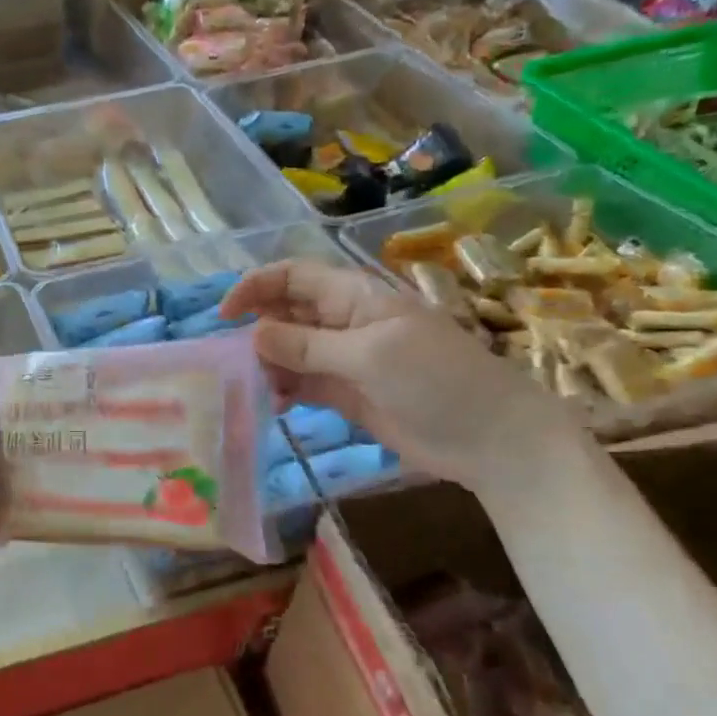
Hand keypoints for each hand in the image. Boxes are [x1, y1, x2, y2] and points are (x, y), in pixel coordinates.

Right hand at [221, 259, 588, 491]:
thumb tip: (252, 333)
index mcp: (354, 297)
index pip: (293, 276)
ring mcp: (343, 359)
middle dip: (259, 331)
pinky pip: (301, 382)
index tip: (224, 315)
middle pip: (285, 312)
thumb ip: (307, 345)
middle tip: (243, 363)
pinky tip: (279, 406)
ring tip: (265, 389)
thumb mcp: (369, 356)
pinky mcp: (345, 392)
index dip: (255, 287)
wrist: (491, 439)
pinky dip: (284, 390)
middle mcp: (343, 322)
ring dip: (269, 365)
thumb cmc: (437, 381)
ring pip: (288, 350)